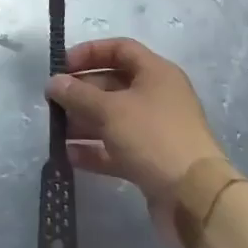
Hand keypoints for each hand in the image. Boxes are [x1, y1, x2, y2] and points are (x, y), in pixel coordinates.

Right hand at [48, 38, 228, 239]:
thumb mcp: (110, 110)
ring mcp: (155, 130)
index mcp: (156, 73)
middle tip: (54, 102)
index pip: (120, 49)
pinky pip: (117, 148)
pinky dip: (95, 149)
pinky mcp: (151, 161)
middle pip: (113, 84)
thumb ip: (78, 94)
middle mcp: (158, 97)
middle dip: (82, 92)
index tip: (63, 66)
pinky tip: (70, 155)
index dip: (90, 52)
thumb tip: (53, 82)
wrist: (194, 198)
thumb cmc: (152, 137)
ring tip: (56, 130)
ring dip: (84, 122)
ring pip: (113, 118)